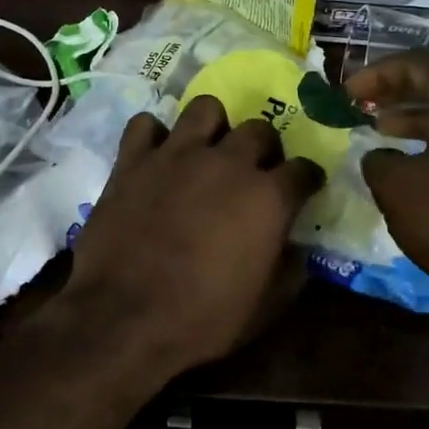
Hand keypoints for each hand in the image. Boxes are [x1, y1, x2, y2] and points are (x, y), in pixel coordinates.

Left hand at [66, 96, 324, 375]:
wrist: (123, 319)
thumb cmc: (202, 320)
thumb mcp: (264, 309)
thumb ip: (290, 271)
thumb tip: (297, 250)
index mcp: (268, 197)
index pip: (303, 170)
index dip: (305, 180)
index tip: (302, 189)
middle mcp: (228, 162)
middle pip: (259, 130)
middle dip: (264, 148)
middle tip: (254, 171)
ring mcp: (177, 155)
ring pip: (206, 108)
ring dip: (213, 127)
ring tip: (207, 150)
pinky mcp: (133, 160)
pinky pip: (146, 124)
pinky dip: (153, 136)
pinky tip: (156, 156)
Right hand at [345, 50, 428, 313]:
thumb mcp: (398, 189)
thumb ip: (377, 161)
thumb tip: (380, 157)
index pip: (419, 63)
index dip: (377, 73)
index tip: (347, 92)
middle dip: (398, 92)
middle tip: (362, 106)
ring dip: (419, 118)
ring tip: (384, 133)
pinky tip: (420, 165)